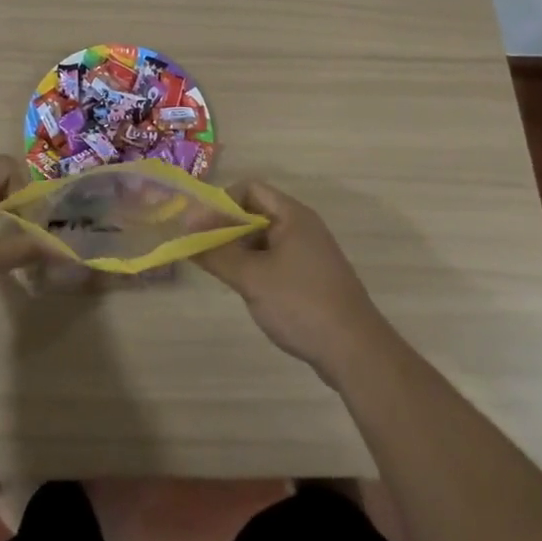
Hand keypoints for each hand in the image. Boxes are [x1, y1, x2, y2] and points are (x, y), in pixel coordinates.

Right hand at [198, 181, 393, 382]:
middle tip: (205, 251)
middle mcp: (303, 226)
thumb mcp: (251, 277)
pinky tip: (248, 291)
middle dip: (228, 228)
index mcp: (293, 215)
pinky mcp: (313, 278)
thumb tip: (186, 230)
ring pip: (265, 239)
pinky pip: (277, 259)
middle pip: (257, 212)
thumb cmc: (300, 304)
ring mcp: (311, 253)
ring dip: (241, 250)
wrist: (356, 352)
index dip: (222, 202)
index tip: (200, 226)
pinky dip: (257, 267)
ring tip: (222, 272)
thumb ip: (216, 252)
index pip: (250, 188)